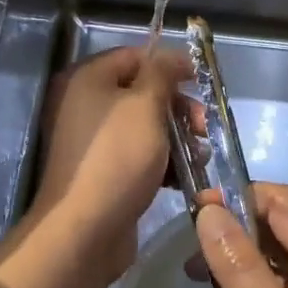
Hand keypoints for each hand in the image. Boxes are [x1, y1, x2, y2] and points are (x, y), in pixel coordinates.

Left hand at [28, 45, 191, 281]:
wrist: (84, 230)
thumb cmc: (117, 158)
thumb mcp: (145, 106)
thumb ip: (162, 74)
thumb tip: (172, 57)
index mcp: (87, 79)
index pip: (134, 56)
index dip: (169, 65)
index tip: (200, 82)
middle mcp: (84, 104)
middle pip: (141, 92)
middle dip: (178, 108)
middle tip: (203, 127)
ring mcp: (92, 141)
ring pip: (144, 126)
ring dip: (176, 137)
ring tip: (200, 156)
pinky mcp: (102, 171)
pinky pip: (137, 154)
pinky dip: (162, 160)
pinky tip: (184, 176)